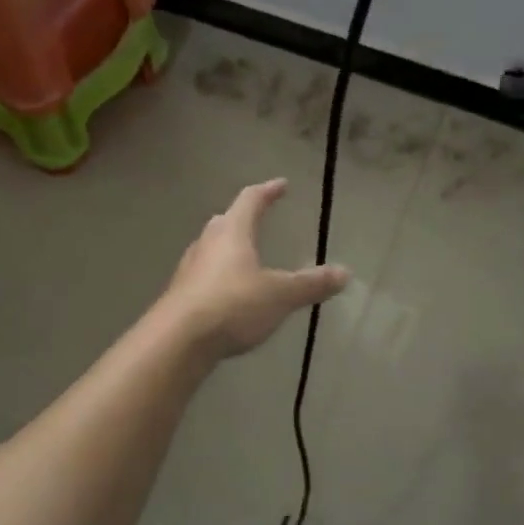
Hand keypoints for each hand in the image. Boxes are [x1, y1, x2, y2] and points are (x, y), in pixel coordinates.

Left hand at [161, 180, 350, 358]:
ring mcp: (189, 269)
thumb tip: (345, 272)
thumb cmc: (233, 305)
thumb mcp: (280, 295)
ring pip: (210, 248)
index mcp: (232, 233)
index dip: (268, 191)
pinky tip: (228, 292)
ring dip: (227, 247)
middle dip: (242, 218)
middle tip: (257, 218)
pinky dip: (218, 276)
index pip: (250, 200)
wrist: (178, 340)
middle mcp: (207, 243)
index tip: (281, 184)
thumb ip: (311, 284)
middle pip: (225, 221)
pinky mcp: (180, 294)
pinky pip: (203, 275)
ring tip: (244, 256)